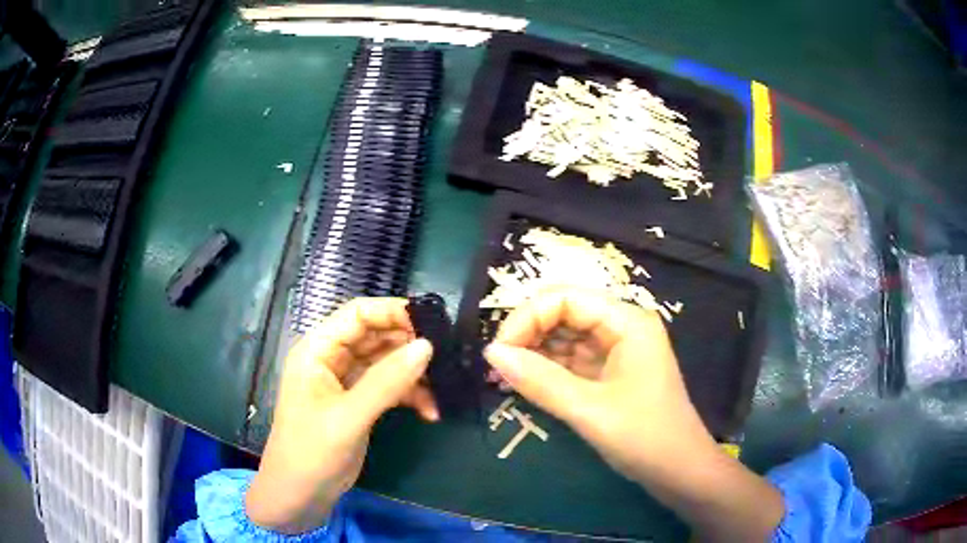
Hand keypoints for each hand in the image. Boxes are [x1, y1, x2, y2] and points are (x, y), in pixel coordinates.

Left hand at [246, 298, 436, 533]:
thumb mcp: (348, 417)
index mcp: (318, 350)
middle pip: (376, 336)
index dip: (394, 312)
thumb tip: (427, 345)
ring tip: (442, 390)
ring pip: (386, 363)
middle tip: (446, 358)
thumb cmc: (312, 452)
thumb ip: (386, 382)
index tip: (433, 324)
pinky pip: (389, 388)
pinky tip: (430, 412)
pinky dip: (410, 396)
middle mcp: (332, 359)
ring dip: (414, 375)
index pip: (358, 313)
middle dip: (410, 345)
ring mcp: (346, 382)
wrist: (300, 496)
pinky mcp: (359, 404)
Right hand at [483, 287, 712, 480]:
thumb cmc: (645, 437)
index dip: (527, 317)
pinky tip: (526, 383)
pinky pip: (571, 360)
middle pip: (564, 312)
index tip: (498, 352)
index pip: (566, 298)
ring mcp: (616, 350)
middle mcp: (621, 326)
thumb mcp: (590, 410)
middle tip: (498, 366)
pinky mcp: (609, 372)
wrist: (679, 472)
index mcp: (626, 321)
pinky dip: (547, 369)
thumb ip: (540, 381)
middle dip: (528, 334)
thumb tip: (491, 353)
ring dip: (534, 352)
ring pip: (565, 337)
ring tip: (505, 376)